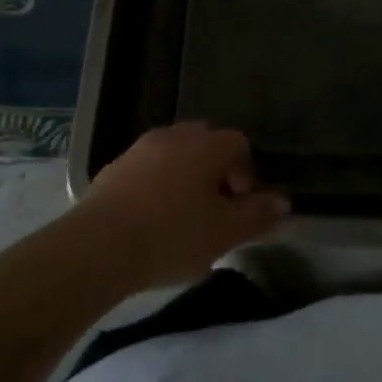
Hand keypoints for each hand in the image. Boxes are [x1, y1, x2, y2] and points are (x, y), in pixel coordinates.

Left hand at [79, 124, 289, 291]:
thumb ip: (257, 215)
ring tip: (181, 217)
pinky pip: (147, 168)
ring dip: (184, 177)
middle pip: (206, 143)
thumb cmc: (172, 236)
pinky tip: (150, 220)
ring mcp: (142, 148)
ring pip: (175, 154)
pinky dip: (156, 185)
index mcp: (207, 145)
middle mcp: (177, 135)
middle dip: (215, 171)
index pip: (239, 144)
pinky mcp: (115, 167)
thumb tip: (282, 201)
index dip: (245, 173)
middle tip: (213, 210)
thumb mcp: (224, 234)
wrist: (98, 246)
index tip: (239, 206)